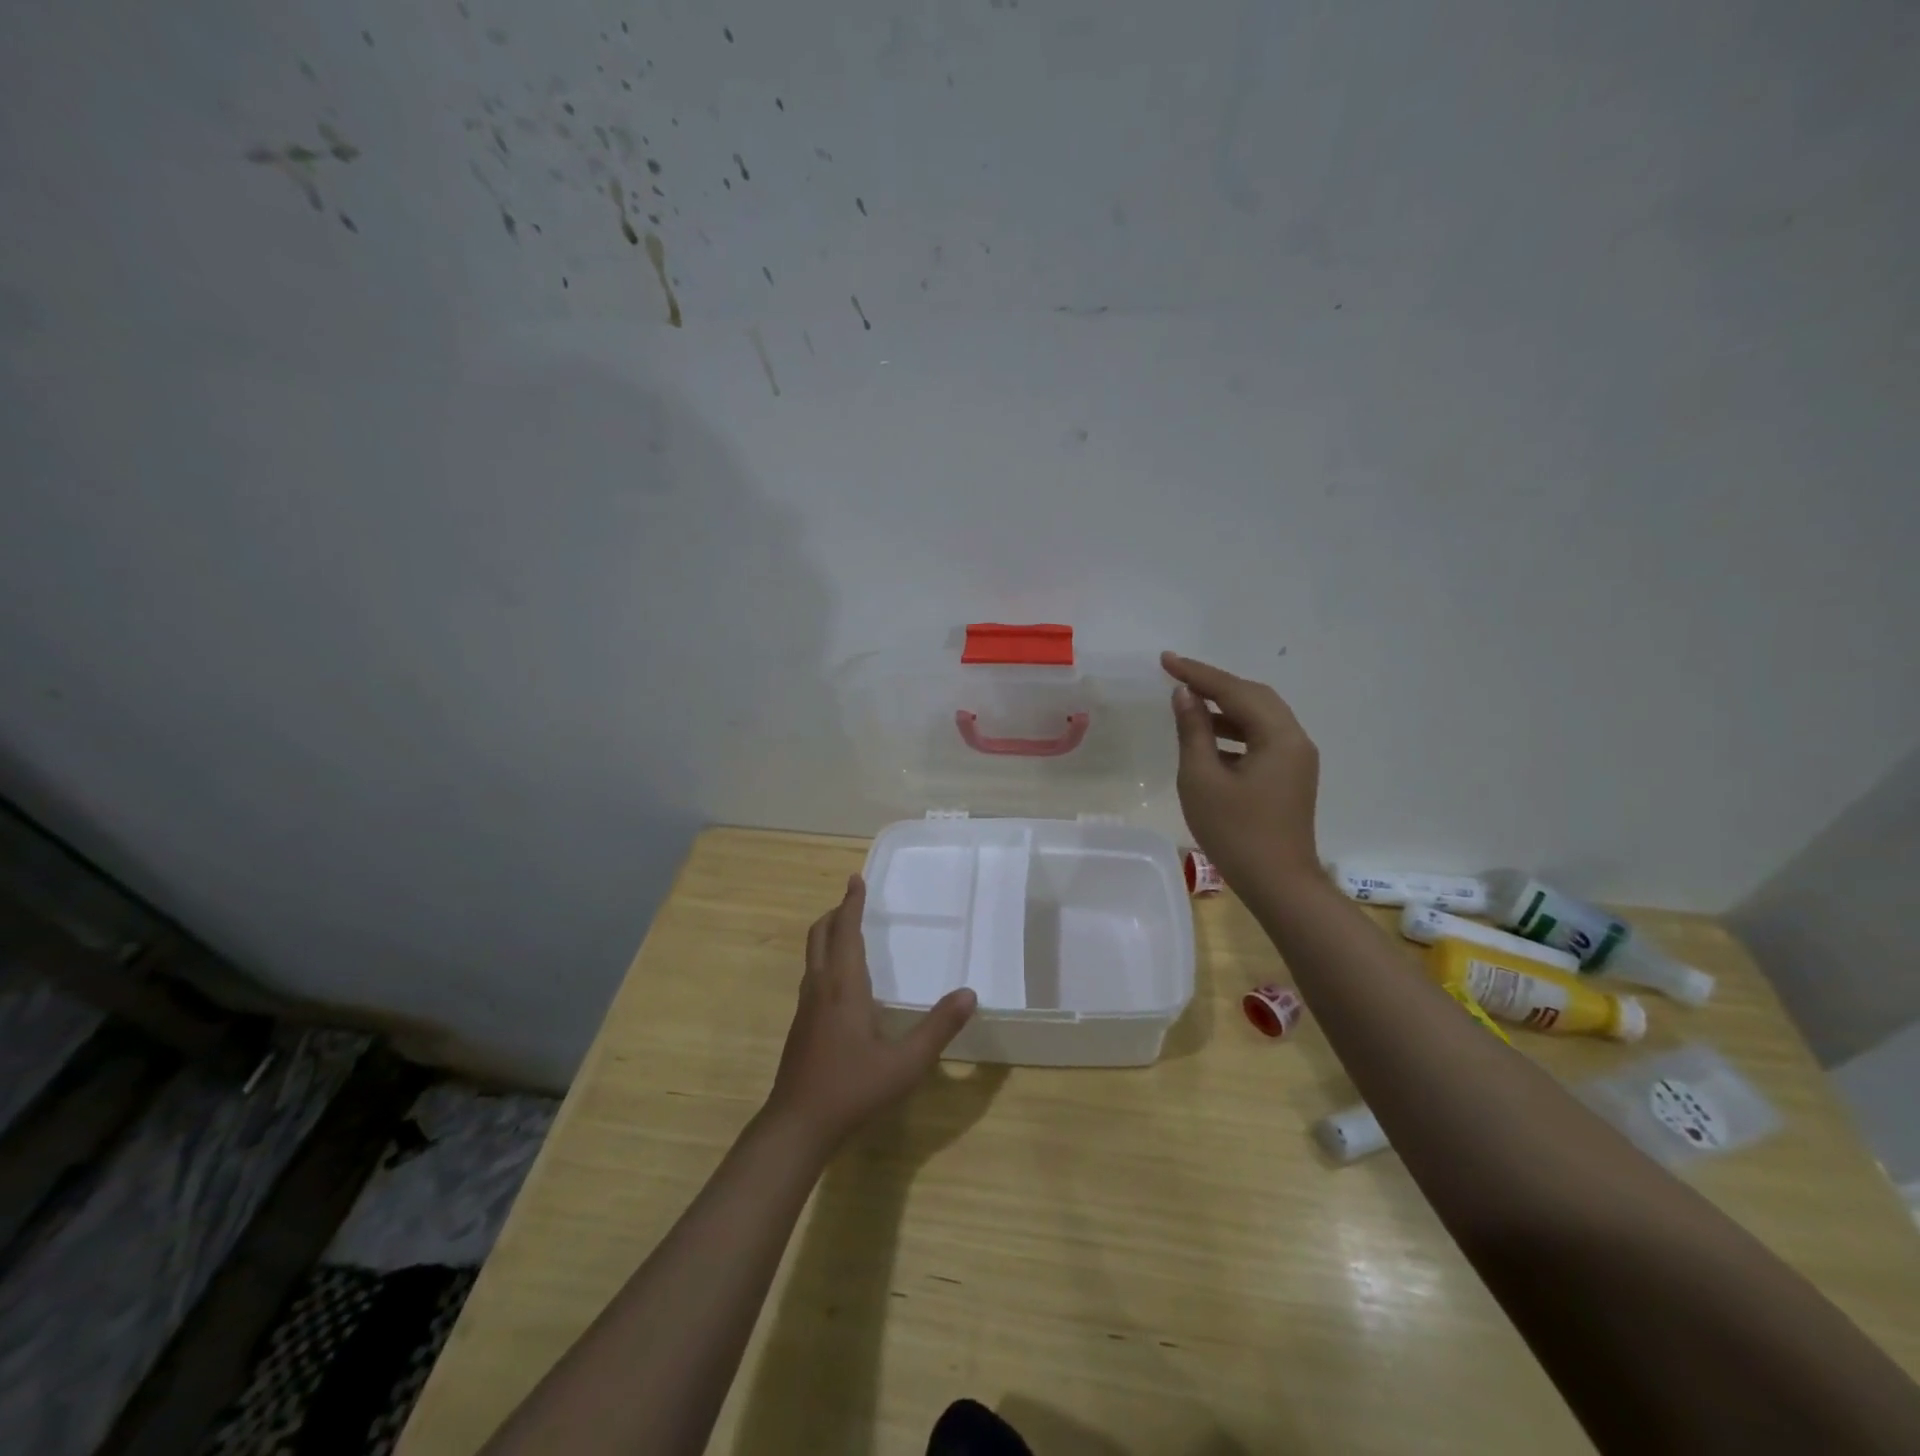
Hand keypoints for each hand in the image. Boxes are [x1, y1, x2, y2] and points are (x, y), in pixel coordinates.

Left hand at [766, 875, 977, 1151]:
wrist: (797, 1125)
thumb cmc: (852, 1089)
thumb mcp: (905, 1063)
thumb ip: (938, 1028)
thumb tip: (969, 994)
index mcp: (843, 986)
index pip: (845, 931)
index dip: (851, 903)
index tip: (856, 879)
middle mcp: (820, 988)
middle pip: (820, 936)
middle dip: (835, 913)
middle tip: (852, 900)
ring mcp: (806, 1007)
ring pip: (812, 956)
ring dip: (828, 935)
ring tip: (848, 931)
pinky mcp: (801, 1026)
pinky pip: (813, 975)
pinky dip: (825, 959)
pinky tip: (841, 982)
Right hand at [1162, 651, 1321, 892]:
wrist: (1278, 884)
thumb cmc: (1235, 832)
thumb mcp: (1202, 779)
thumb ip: (1193, 731)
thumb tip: (1185, 695)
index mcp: (1279, 737)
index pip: (1235, 691)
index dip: (1198, 673)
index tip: (1166, 660)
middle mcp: (1295, 740)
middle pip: (1254, 697)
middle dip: (1215, 684)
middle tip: (1177, 676)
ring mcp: (1296, 759)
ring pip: (1259, 718)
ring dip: (1225, 707)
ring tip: (1188, 704)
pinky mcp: (1290, 776)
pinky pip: (1262, 738)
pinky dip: (1234, 730)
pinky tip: (1208, 738)